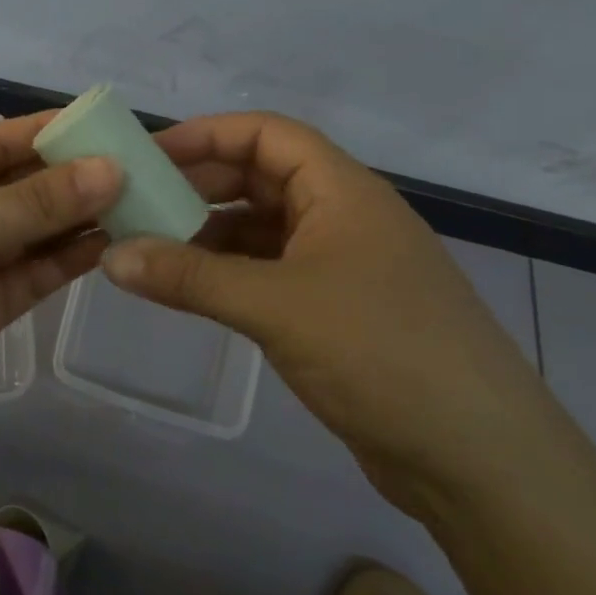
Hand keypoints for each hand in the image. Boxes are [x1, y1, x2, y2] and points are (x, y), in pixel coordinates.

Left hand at [0, 113, 121, 471]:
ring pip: (34, 229)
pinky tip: (112, 241)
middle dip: (73, 175)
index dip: (48, 131)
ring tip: (141, 200)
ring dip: (80, 216)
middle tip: (141, 166)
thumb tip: (110, 168)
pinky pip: (35, 272)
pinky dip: (70, 257)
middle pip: (19, 185)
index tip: (108, 124)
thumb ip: (33, 204)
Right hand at [100, 112, 553, 517]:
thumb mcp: (276, 307)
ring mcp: (345, 264)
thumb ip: (189, 278)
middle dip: (201, 184)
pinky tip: (194, 290)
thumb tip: (113, 257)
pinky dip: (232, 272)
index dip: (206, 134)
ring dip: (211, 232)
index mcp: (342, 189)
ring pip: (265, 227)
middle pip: (262, 176)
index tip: (148, 155)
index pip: (266, 133)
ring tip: (153, 247)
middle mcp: (344, 214)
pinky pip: (273, 271)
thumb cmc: (381, 353)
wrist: (483, 461)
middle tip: (140, 203)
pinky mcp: (341, 310)